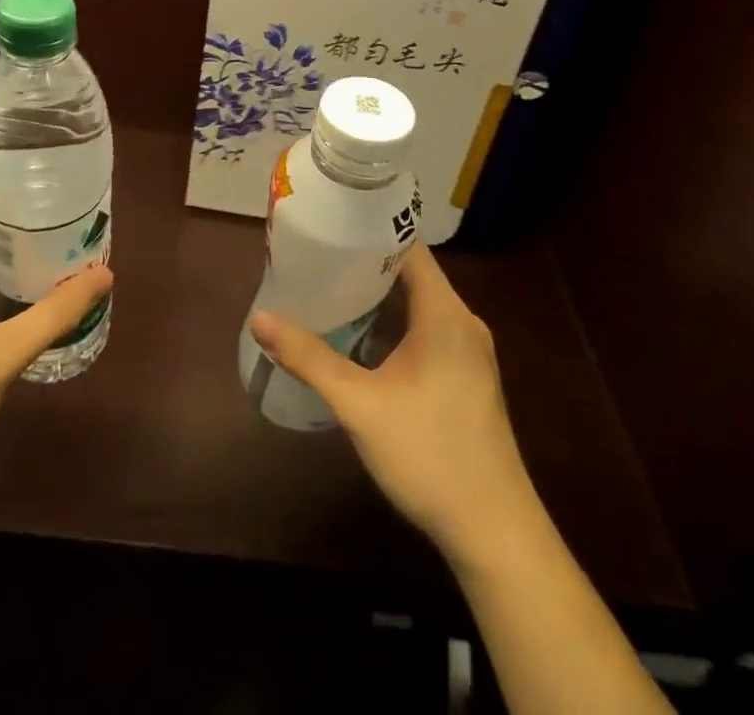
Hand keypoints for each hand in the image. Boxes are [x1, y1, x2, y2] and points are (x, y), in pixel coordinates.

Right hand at [249, 246, 537, 565]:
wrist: (494, 532)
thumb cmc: (429, 456)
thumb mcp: (359, 405)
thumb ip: (310, 358)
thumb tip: (260, 319)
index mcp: (445, 313)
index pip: (409, 245)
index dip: (369, 228)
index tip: (329, 222)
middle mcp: (462, 320)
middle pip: (412, 270)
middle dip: (365, 260)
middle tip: (317, 254)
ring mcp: (469, 348)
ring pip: (419, 300)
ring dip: (379, 291)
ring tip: (330, 284)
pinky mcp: (467, 373)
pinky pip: (427, 325)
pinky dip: (395, 317)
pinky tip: (362, 332)